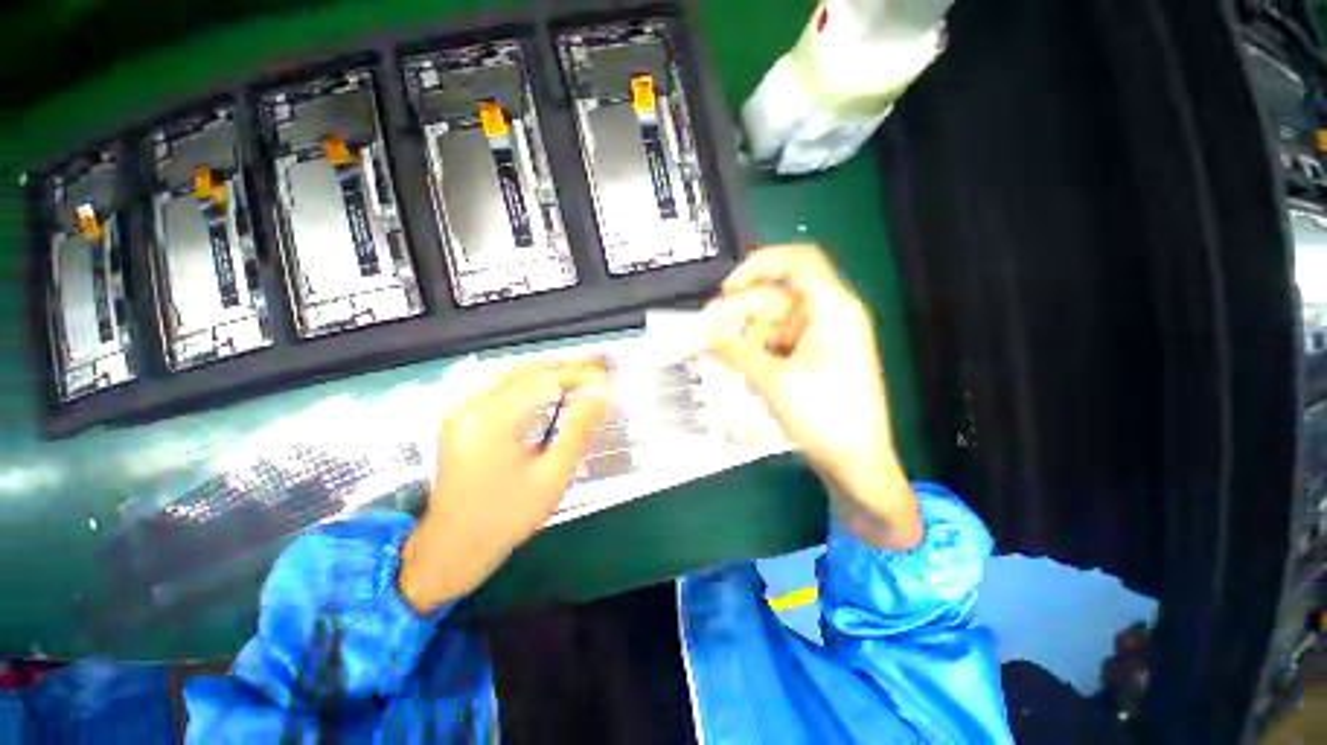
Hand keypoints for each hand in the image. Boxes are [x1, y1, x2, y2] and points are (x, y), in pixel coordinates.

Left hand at [399, 360, 610, 612]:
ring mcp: (460, 410)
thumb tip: (599, 395)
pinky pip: (498, 387)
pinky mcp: (460, 419)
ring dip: (547, 373)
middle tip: (596, 373)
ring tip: (579, 379)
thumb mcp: (553, 474)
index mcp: (491, 419)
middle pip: (526, 369)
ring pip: (511, 374)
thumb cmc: (507, 516)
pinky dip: (528, 384)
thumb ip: (578, 428)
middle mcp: (470, 406)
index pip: (543, 379)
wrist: (454, 547)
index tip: (605, 376)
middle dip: (564, 368)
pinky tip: (547, 391)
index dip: (579, 373)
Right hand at [703, 245, 921, 547]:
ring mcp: (817, 339)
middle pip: (773, 299)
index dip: (759, 266)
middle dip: (736, 316)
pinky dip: (754, 354)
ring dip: (742, 340)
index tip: (727, 289)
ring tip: (719, 362)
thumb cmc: (826, 419)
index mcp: (833, 309)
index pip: (798, 262)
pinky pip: (774, 344)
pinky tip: (739, 372)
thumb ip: (736, 352)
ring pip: (769, 325)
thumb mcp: (775, 381)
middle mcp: (826, 317)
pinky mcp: (809, 358)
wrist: (855, 463)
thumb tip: (702, 334)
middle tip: (703, 336)